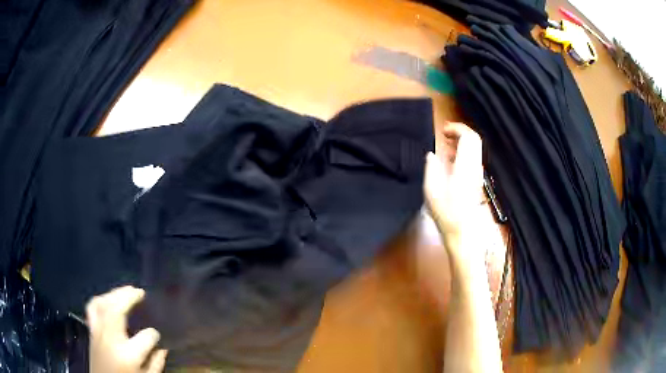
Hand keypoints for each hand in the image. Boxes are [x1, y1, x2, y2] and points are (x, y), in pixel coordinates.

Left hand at [87, 286, 166, 372]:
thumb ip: (156, 364)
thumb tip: (163, 347)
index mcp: (129, 355)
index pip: (147, 337)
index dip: (154, 334)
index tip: (157, 335)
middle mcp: (111, 339)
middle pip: (117, 310)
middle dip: (129, 297)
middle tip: (140, 291)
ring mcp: (98, 332)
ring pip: (102, 304)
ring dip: (114, 293)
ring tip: (126, 290)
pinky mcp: (91, 330)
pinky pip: (92, 308)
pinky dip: (100, 299)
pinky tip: (108, 298)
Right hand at [424, 122, 483, 236]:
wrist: (462, 230)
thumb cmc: (446, 212)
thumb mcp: (432, 189)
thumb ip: (431, 168)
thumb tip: (431, 154)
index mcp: (464, 166)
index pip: (468, 137)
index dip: (457, 128)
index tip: (443, 130)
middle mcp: (474, 166)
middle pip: (474, 139)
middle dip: (460, 131)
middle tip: (445, 133)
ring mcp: (477, 173)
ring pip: (475, 148)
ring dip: (462, 141)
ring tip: (446, 143)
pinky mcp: (476, 180)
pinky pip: (473, 158)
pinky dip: (463, 152)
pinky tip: (450, 159)